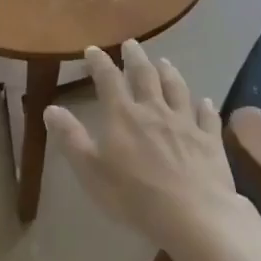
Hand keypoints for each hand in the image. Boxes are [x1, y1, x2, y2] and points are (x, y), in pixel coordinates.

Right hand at [44, 40, 247, 256]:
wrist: (193, 216)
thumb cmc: (134, 196)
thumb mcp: (91, 170)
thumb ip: (71, 138)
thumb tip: (50, 108)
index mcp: (123, 115)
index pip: (108, 79)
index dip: (99, 62)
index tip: (93, 49)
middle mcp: (154, 110)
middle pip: (145, 76)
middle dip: (135, 58)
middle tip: (131, 43)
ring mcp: (185, 123)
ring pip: (177, 89)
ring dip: (169, 73)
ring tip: (164, 61)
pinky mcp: (210, 140)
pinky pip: (207, 117)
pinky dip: (205, 106)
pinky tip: (206, 101)